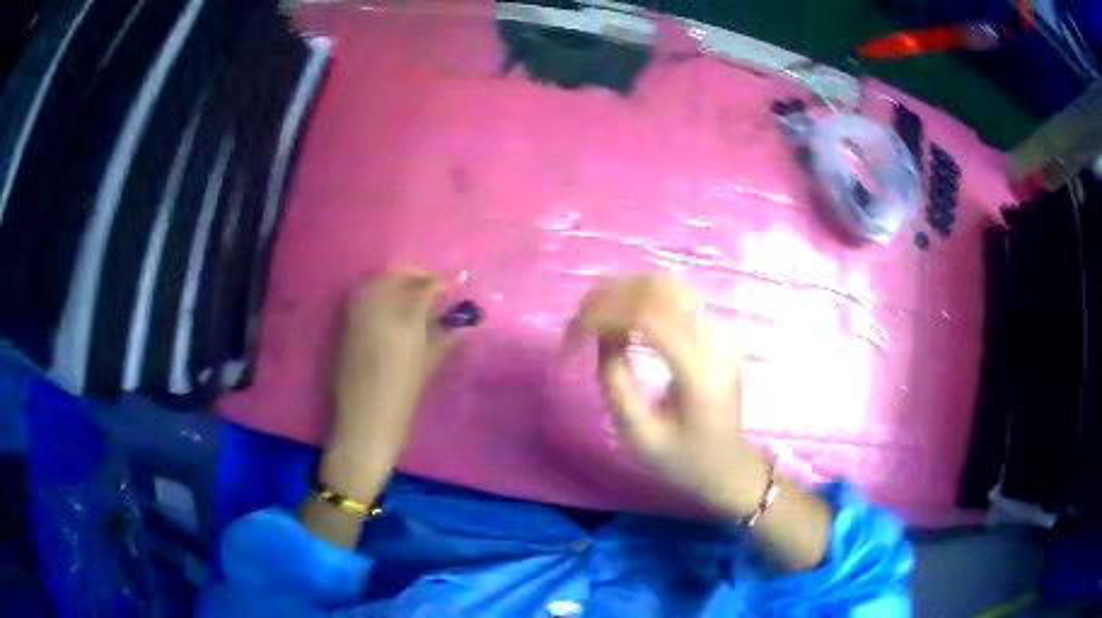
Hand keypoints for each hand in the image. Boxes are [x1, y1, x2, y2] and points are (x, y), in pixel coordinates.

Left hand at [322, 271, 457, 497]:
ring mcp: (356, 318)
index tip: (447, 288)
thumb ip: (444, 339)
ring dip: (393, 282)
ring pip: (374, 284)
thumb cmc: (402, 399)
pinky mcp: (344, 328)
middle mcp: (377, 313)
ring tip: (408, 295)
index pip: (421, 289)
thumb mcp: (427, 368)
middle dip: (413, 276)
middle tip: (428, 286)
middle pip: (394, 278)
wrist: (364, 423)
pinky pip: (361, 299)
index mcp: (403, 323)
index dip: (436, 284)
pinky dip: (376, 295)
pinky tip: (388, 308)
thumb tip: (461, 323)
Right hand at [564, 274, 768, 516]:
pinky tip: (623, 315)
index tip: (575, 332)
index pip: (650, 319)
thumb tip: (601, 335)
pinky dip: (643, 297)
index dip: (606, 315)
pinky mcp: (717, 333)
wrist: (728, 466)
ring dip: (627, 290)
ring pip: (670, 285)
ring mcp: (721, 333)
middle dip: (612, 295)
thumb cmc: (683, 461)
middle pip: (661, 290)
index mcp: (700, 374)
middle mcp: (715, 343)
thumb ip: (616, 383)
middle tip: (580, 319)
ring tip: (596, 312)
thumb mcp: (639, 436)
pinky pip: (677, 298)